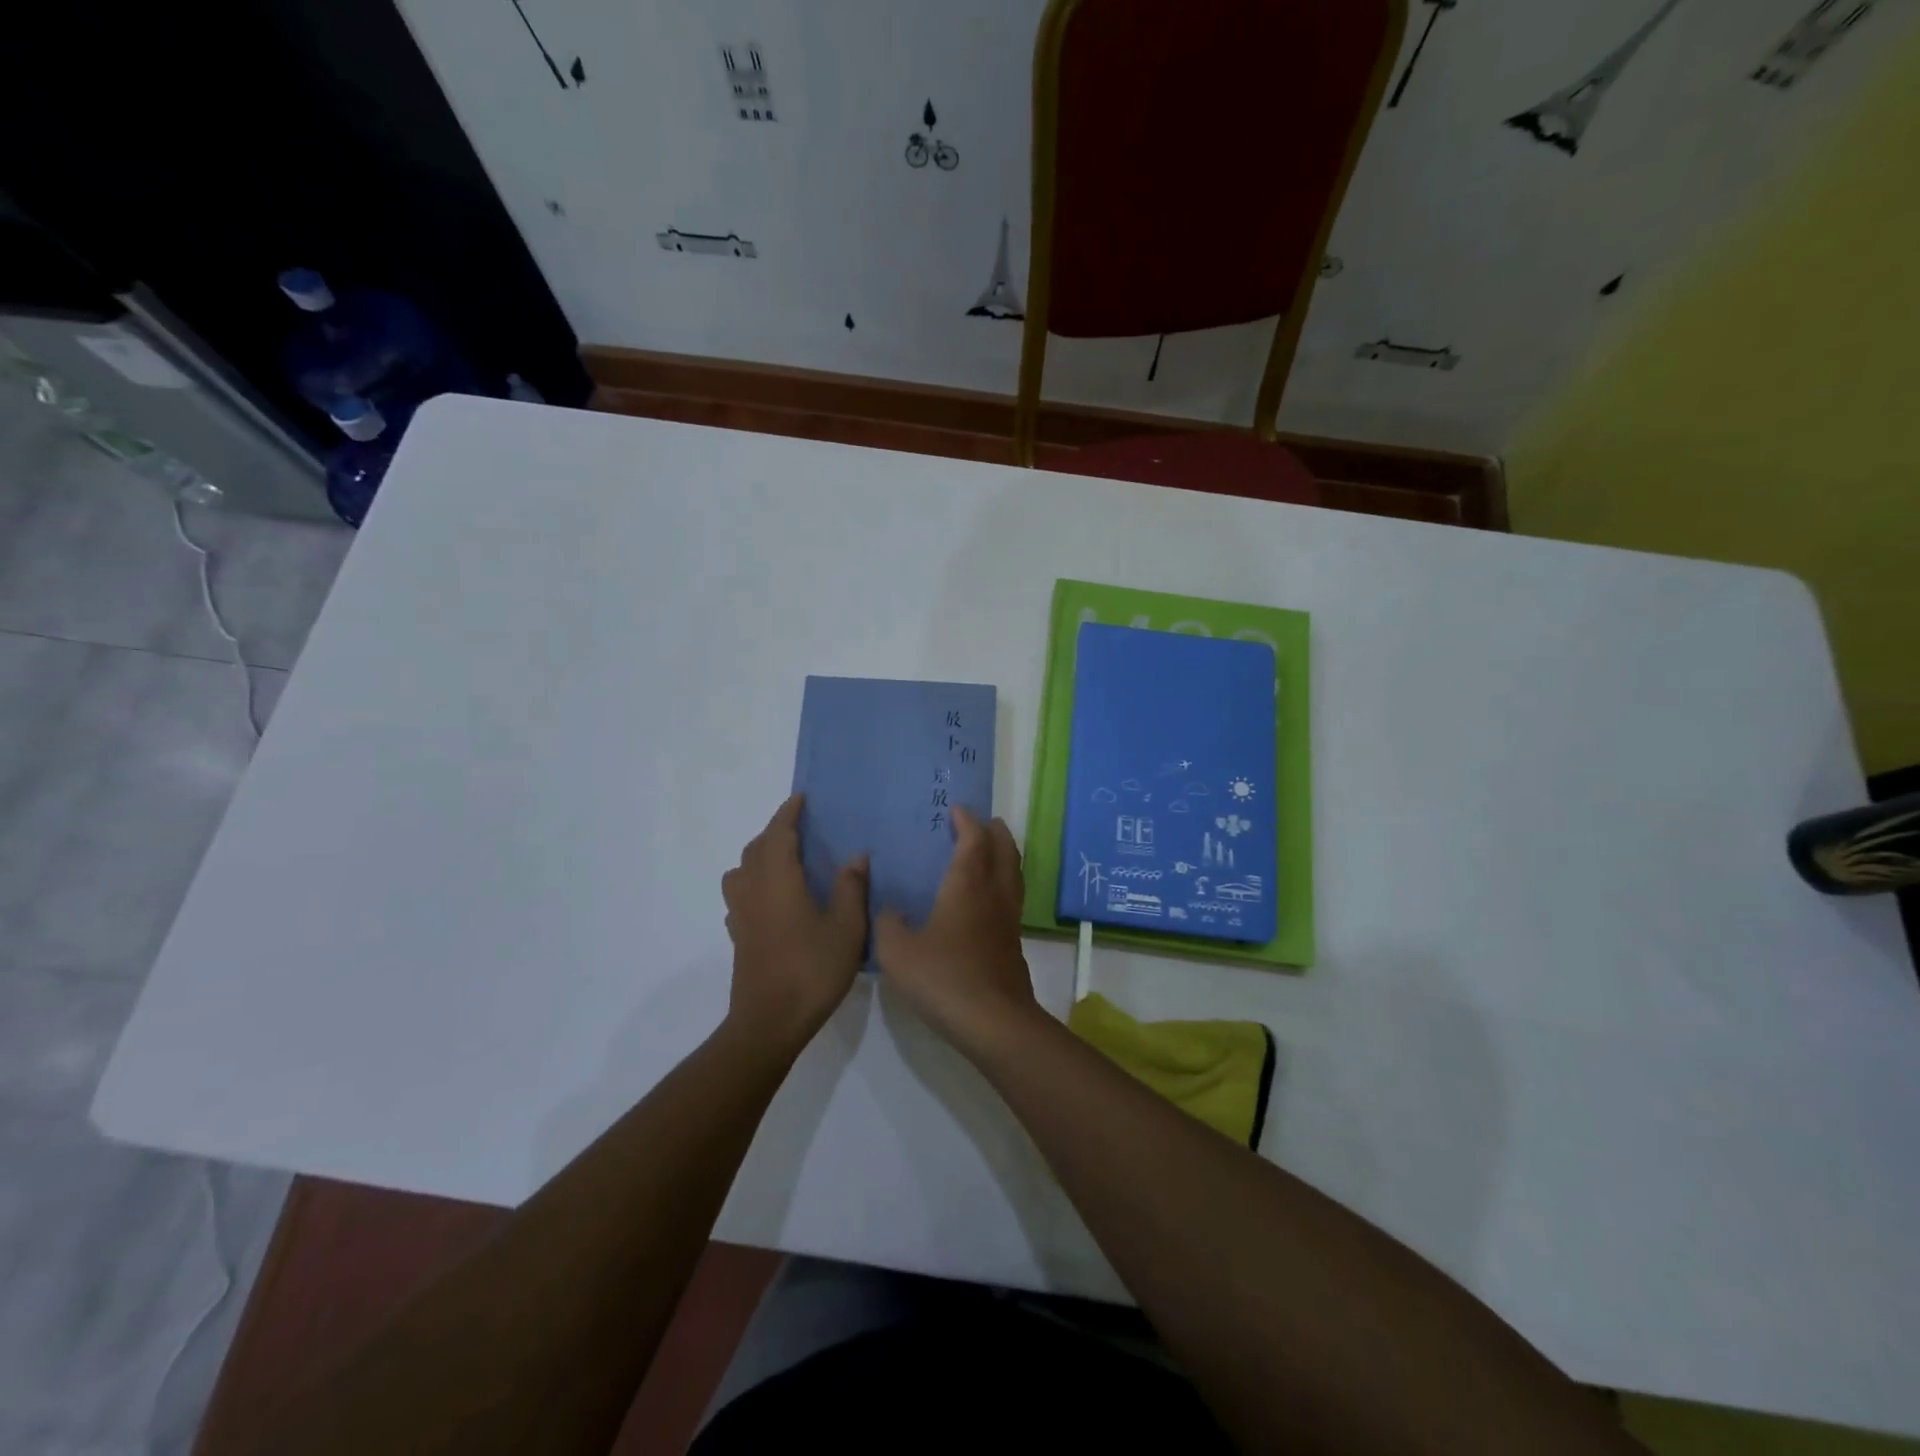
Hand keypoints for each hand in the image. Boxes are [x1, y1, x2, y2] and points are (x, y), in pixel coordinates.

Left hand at [722, 794, 868, 1053]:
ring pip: (741, 871)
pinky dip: (753, 883)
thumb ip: (852, 888)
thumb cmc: (812, 969)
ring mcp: (741, 914)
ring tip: (784, 861)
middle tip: (800, 828)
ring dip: (759, 856)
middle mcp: (753, 889)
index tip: (801, 798)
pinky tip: (772, 899)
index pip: (778, 833)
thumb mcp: (847, 928)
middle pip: (756, 848)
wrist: (769, 1021)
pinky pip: (740, 895)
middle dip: (775, 832)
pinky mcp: (738, 936)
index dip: (789, 813)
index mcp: (779, 879)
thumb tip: (856, 856)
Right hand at [874, 805, 1037, 1052]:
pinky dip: (1003, 883)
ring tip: (991, 851)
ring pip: (1013, 873)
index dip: (967, 821)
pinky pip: (1012, 897)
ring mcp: (1009, 919)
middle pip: (1004, 849)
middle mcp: (994, 893)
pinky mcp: (1014, 943)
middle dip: (994, 831)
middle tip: (983, 822)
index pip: (973, 839)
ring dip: (1004, 854)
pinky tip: (987, 899)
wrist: (994, 1022)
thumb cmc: (943, 977)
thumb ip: (888, 924)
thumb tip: (890, 910)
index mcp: (967, 884)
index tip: (957, 810)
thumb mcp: (898, 951)